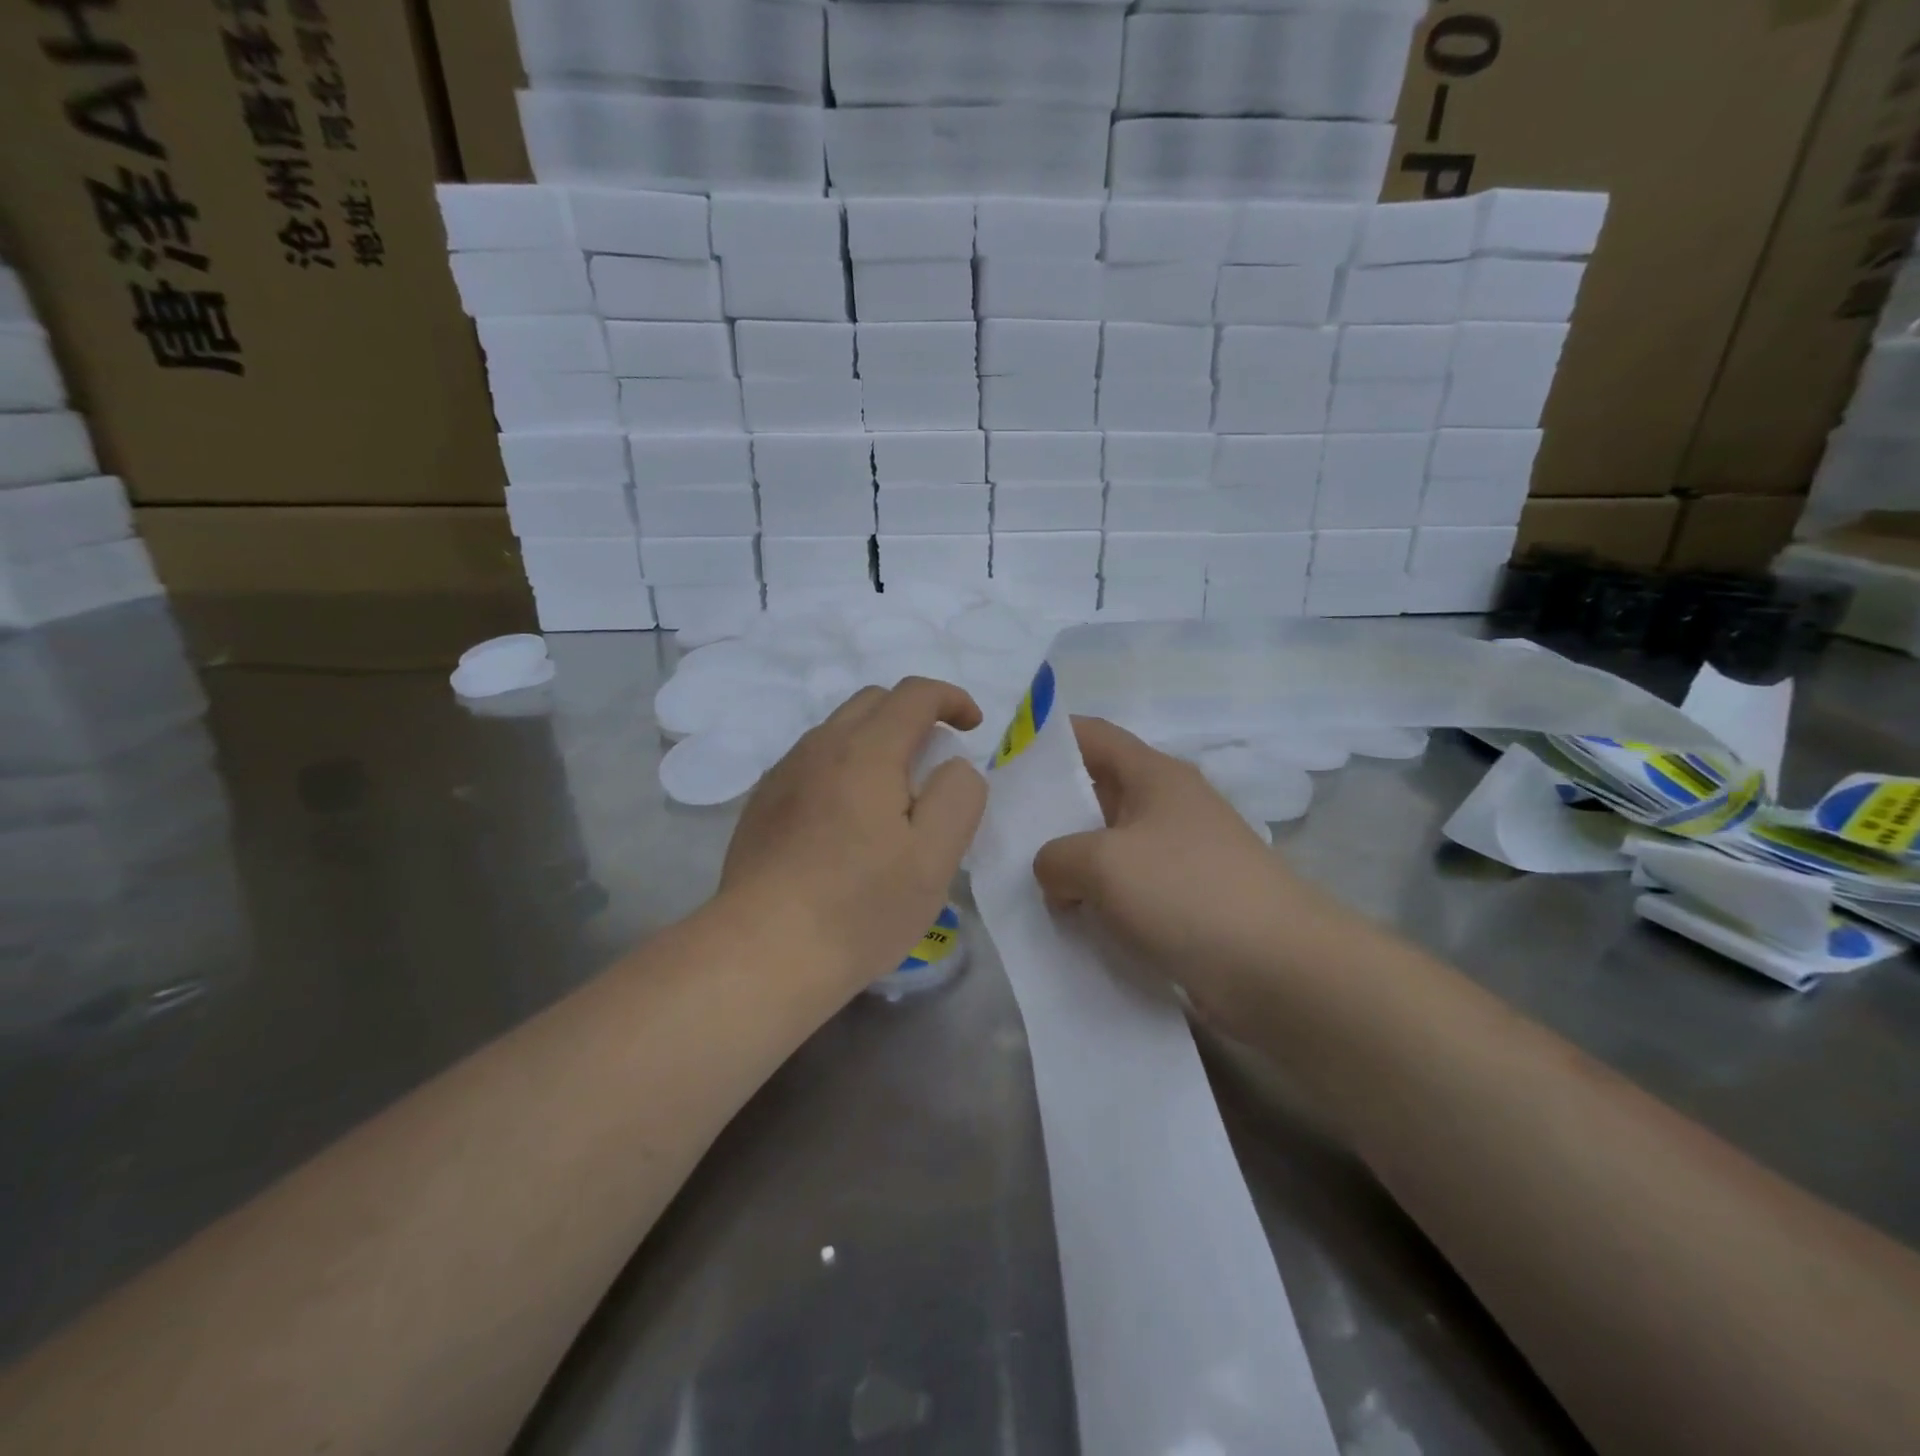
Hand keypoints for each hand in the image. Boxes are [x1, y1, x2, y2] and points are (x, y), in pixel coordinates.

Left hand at [721, 677, 987, 998]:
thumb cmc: (860, 907)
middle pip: (873, 702)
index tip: (973, 726)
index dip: (952, 699)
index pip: (914, 694)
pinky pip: (812, 762)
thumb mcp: (934, 857)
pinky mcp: (762, 804)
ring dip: (876, 741)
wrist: (762, 953)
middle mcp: (819, 748)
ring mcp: (783, 774)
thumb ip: (958, 796)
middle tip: (935, 764)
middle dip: (914, 715)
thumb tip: (952, 766)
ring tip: (893, 797)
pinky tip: (847, 821)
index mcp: (866, 751)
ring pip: (838, 731)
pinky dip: (844, 767)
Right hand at [1032, 717, 1343, 1022]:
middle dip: (1049, 809)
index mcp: (1154, 775)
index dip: (1046, 738)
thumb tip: (1057, 874)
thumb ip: (1055, 857)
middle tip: (999, 829)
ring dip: (1071, 863)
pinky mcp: (1187, 902)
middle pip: (1096, 792)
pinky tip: (1067, 921)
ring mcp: (1181, 856)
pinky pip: (1128, 889)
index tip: (1002, 758)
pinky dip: (1097, 900)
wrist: (1280, 972)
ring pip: (1109, 846)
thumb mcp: (1101, 863)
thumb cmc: (1186, 893)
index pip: (1091, 735)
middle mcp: (1169, 806)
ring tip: (1023, 881)